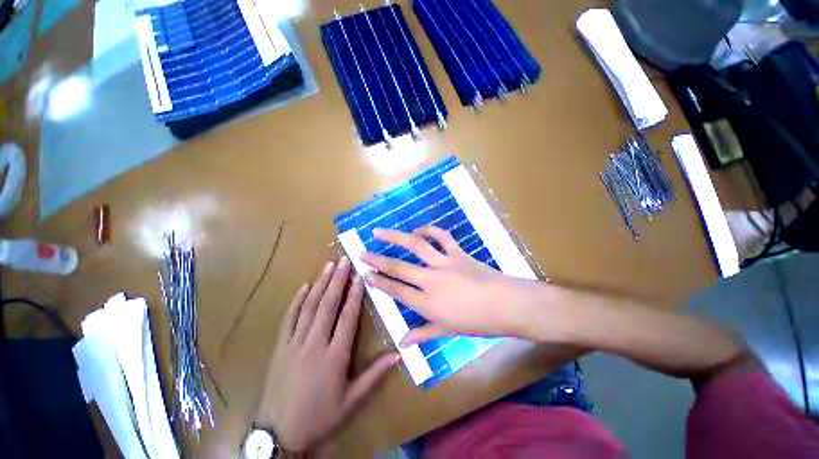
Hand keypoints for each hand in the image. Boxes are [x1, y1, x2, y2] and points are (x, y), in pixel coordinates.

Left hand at [256, 257, 399, 452]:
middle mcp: (314, 344)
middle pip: (328, 305)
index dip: (355, 294)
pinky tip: (304, 286)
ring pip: (309, 307)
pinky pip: (288, 318)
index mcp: (335, 356)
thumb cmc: (320, 417)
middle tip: (344, 260)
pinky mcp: (279, 347)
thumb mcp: (352, 400)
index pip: (347, 317)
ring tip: (328, 265)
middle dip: (338, 280)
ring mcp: (294, 344)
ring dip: (320, 284)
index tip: (360, 275)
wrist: (279, 436)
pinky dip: (296, 300)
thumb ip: (375, 374)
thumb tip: (399, 354)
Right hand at [360, 227, 544, 345]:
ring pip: (415, 246)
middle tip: (361, 252)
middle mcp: (431, 280)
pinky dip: (429, 230)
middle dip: (377, 260)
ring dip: (396, 237)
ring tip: (379, 231)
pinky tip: (418, 229)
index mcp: (427, 303)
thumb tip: (402, 343)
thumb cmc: (477, 322)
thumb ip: (423, 334)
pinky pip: (442, 237)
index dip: (379, 281)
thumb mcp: (448, 331)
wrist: (507, 305)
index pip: (396, 291)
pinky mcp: (458, 253)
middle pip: (399, 268)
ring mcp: (444, 263)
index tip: (365, 273)